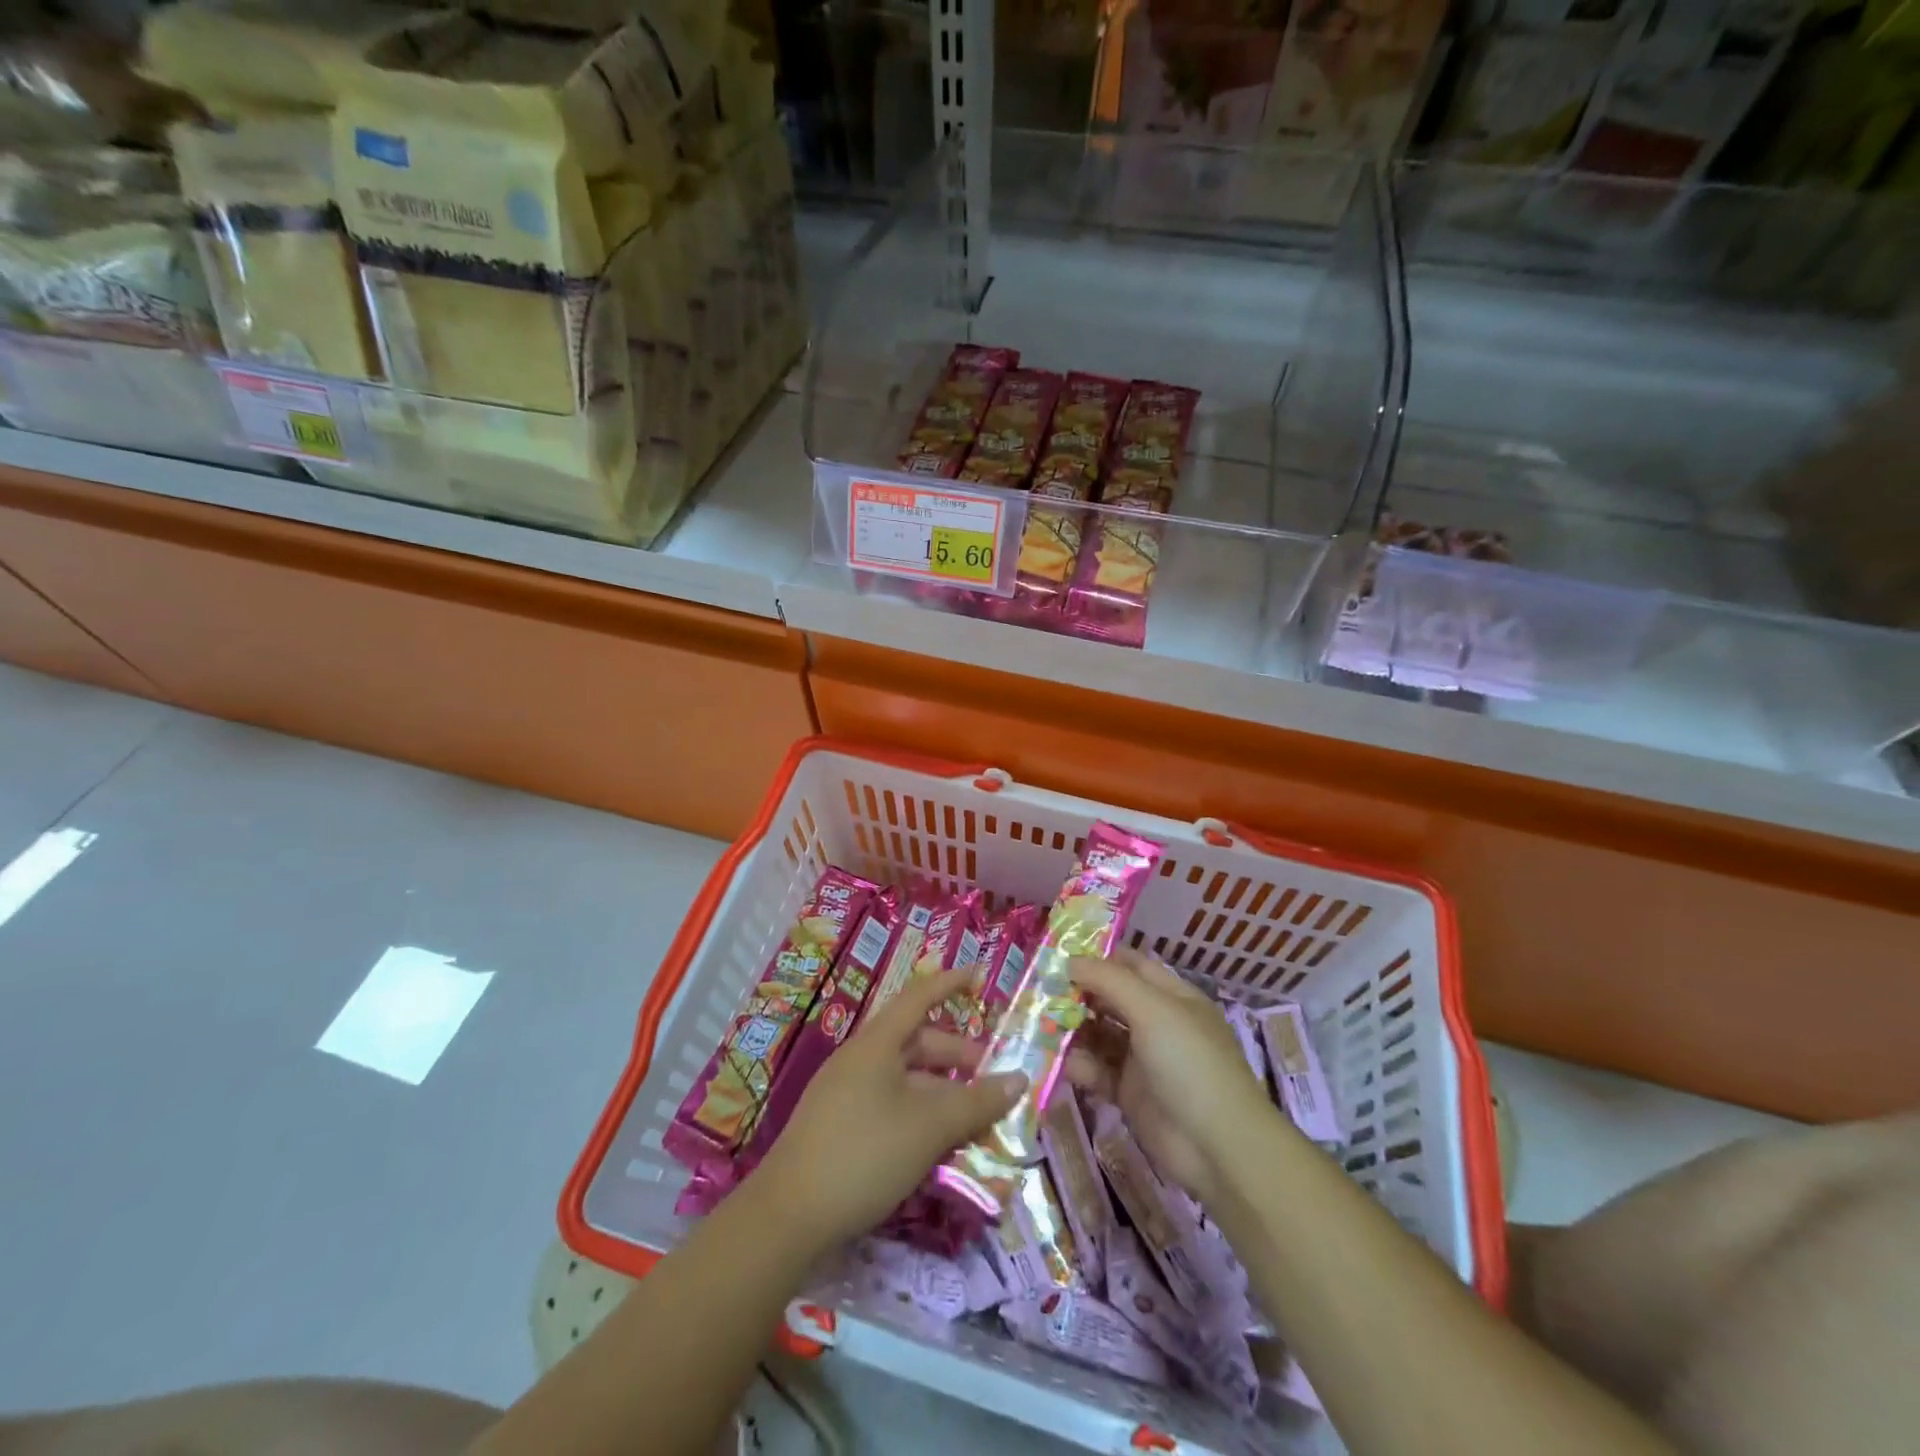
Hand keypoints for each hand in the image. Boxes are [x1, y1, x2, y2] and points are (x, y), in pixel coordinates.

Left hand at [751, 967, 1026, 1247]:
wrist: (787, 1217)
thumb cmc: (864, 1153)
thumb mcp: (929, 1127)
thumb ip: (977, 1102)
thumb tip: (1020, 1079)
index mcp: (878, 1043)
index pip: (919, 996)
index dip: (950, 983)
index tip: (980, 975)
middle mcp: (861, 1059)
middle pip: (917, 1042)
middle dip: (957, 1055)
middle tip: (993, 1077)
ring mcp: (847, 1093)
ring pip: (906, 1078)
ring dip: (942, 1091)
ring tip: (975, 1117)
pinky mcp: (840, 1126)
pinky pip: (891, 1104)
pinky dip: (920, 1113)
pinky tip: (939, 1144)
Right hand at [1066, 949, 1278, 1203]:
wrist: (1218, 1147)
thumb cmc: (1189, 1063)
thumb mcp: (1152, 1010)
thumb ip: (1109, 981)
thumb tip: (1069, 960)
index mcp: (1172, 997)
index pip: (1131, 965)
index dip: (1098, 958)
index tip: (1057, 956)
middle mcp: (1158, 1024)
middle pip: (1111, 1000)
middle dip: (1078, 995)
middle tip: (1040, 993)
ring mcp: (1144, 1060)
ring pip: (1100, 1036)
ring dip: (1074, 1032)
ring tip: (1043, 1030)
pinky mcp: (1131, 1095)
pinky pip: (1099, 1072)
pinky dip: (1082, 1067)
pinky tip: (1067, 1067)